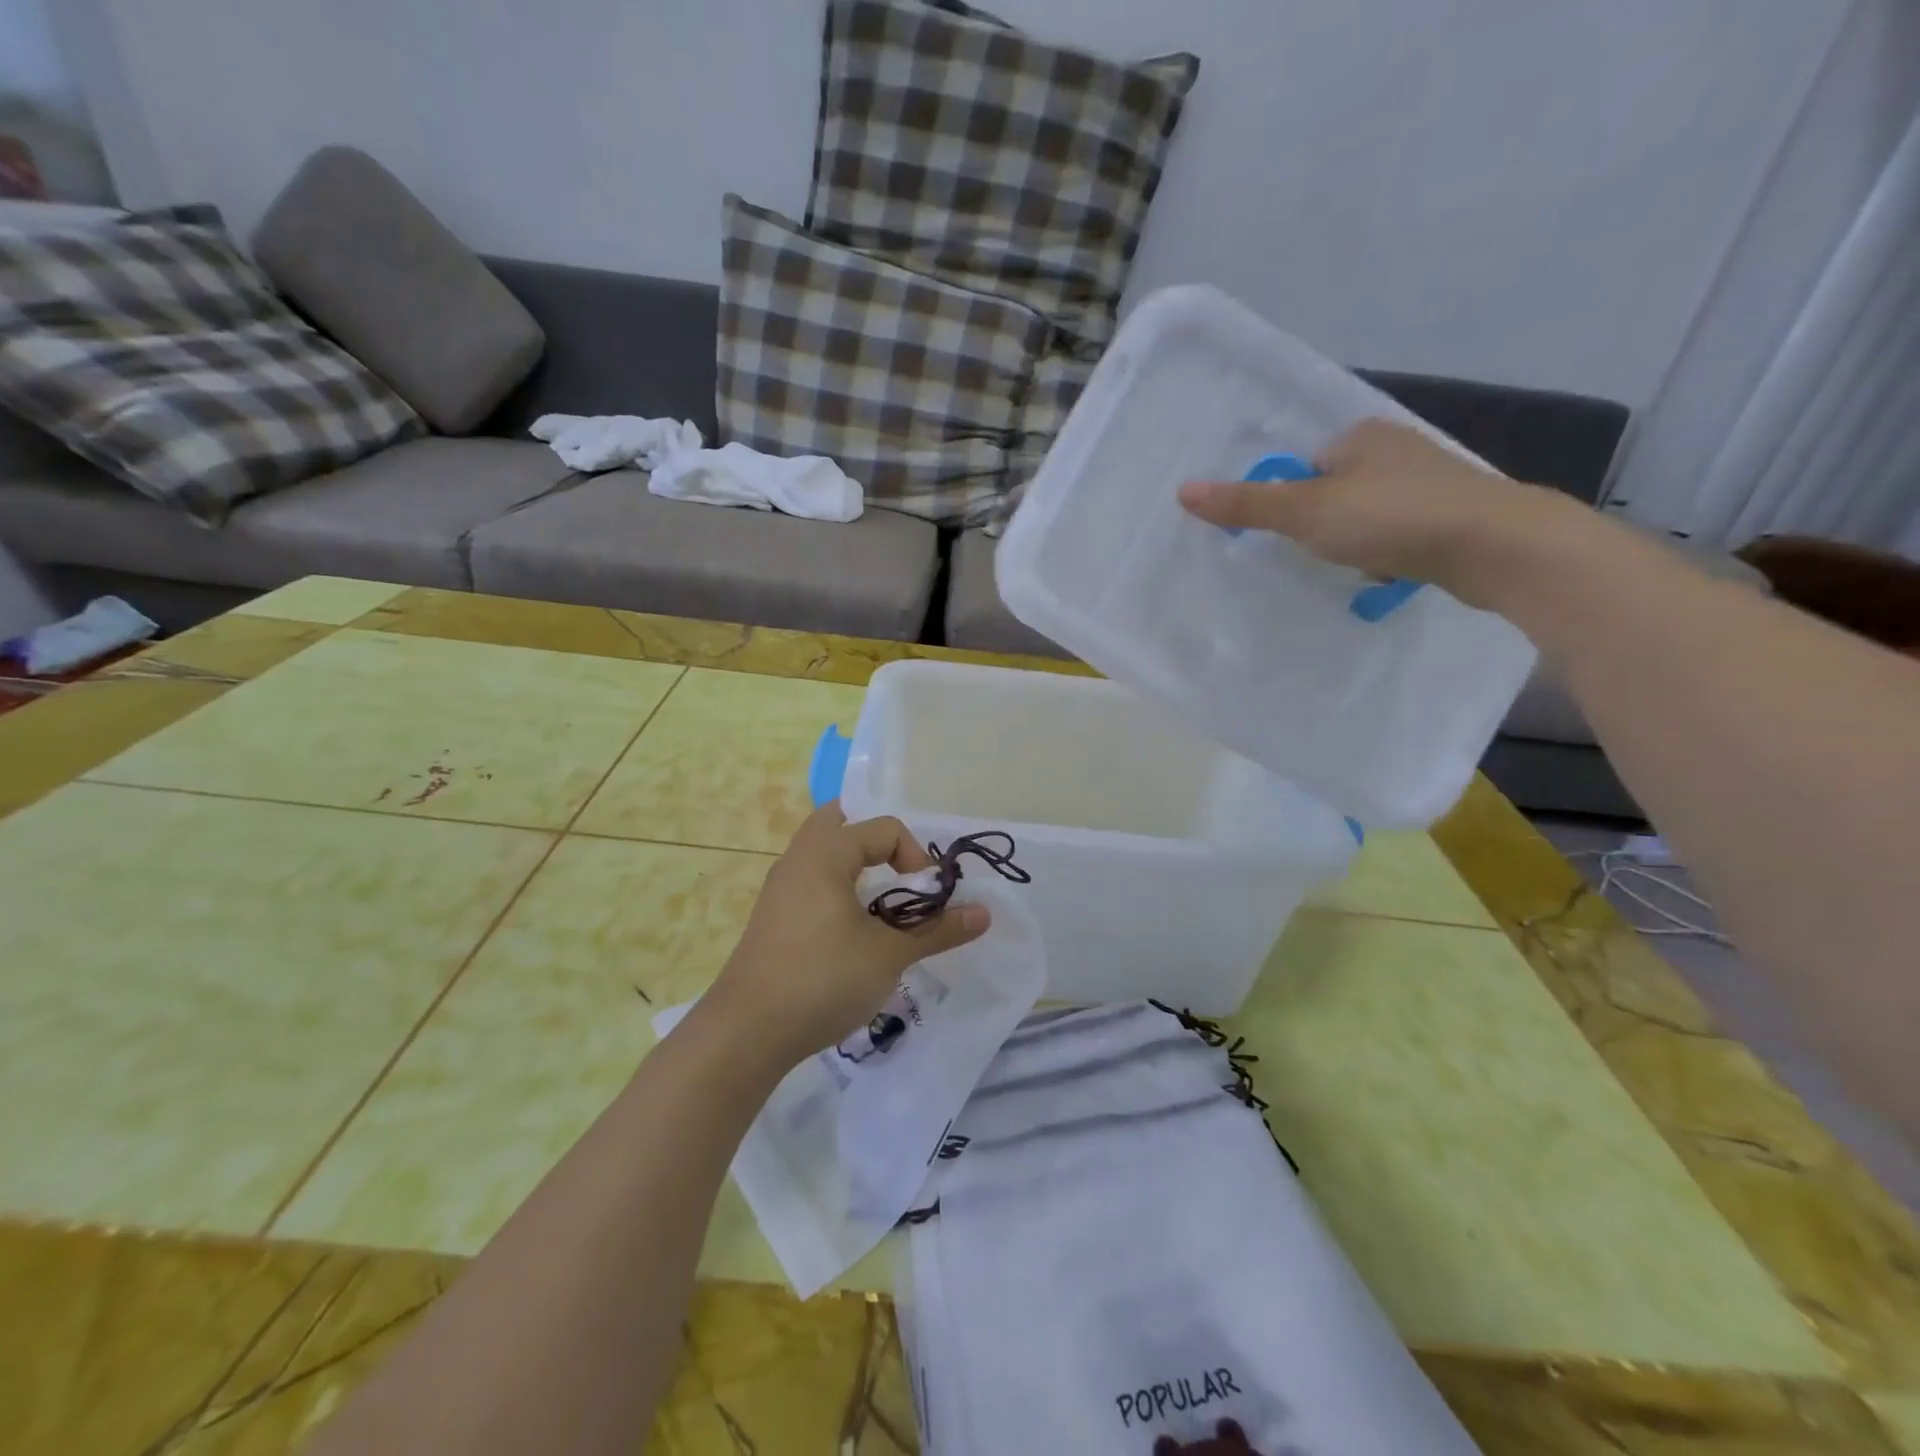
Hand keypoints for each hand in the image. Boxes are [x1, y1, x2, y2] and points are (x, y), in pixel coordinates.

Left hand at [700, 803, 990, 1071]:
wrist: (745, 1033)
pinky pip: (811, 882)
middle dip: (878, 843)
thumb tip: (984, 914)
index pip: (883, 829)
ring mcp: (780, 889)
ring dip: (857, 868)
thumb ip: (937, 930)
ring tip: (883, 903)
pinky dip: (837, 889)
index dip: (916, 858)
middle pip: (841, 823)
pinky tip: (852, 931)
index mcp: (825, 853)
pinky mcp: (773, 918)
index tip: (928, 899)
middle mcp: (798, 859)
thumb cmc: (822, 979)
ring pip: (823, 854)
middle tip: (902, 875)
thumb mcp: (888, 955)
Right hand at [1177, 419, 1580, 610]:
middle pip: (1334, 490)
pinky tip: (1385, 573)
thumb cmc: (1390, 518)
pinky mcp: (1451, 515)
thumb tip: (1183, 491)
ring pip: (1368, 513)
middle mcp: (1396, 448)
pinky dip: (1386, 552)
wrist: (1492, 545)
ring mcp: (1429, 481)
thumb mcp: (1305, 512)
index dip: (1289, 499)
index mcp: (1361, 435)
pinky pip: (1398, 533)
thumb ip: (1247, 504)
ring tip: (1349, 566)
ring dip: (1354, 540)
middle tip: (1313, 553)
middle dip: (1321, 522)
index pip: (1304, 464)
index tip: (1288, 531)